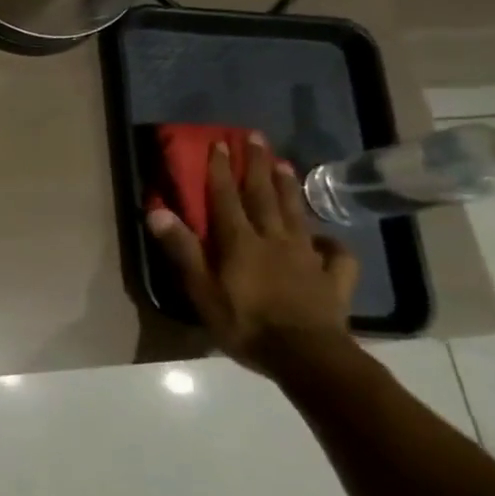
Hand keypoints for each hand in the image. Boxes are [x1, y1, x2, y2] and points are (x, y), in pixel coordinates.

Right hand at [145, 134, 359, 376]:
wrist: (308, 358)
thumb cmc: (245, 324)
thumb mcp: (201, 290)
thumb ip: (182, 249)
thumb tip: (157, 210)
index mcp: (240, 241)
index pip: (226, 197)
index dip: (220, 169)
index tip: (220, 142)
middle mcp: (274, 240)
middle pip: (264, 196)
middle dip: (257, 165)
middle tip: (257, 137)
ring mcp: (307, 258)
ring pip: (296, 214)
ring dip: (288, 188)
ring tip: (285, 164)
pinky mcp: (334, 280)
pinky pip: (337, 255)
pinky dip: (332, 243)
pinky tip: (327, 240)